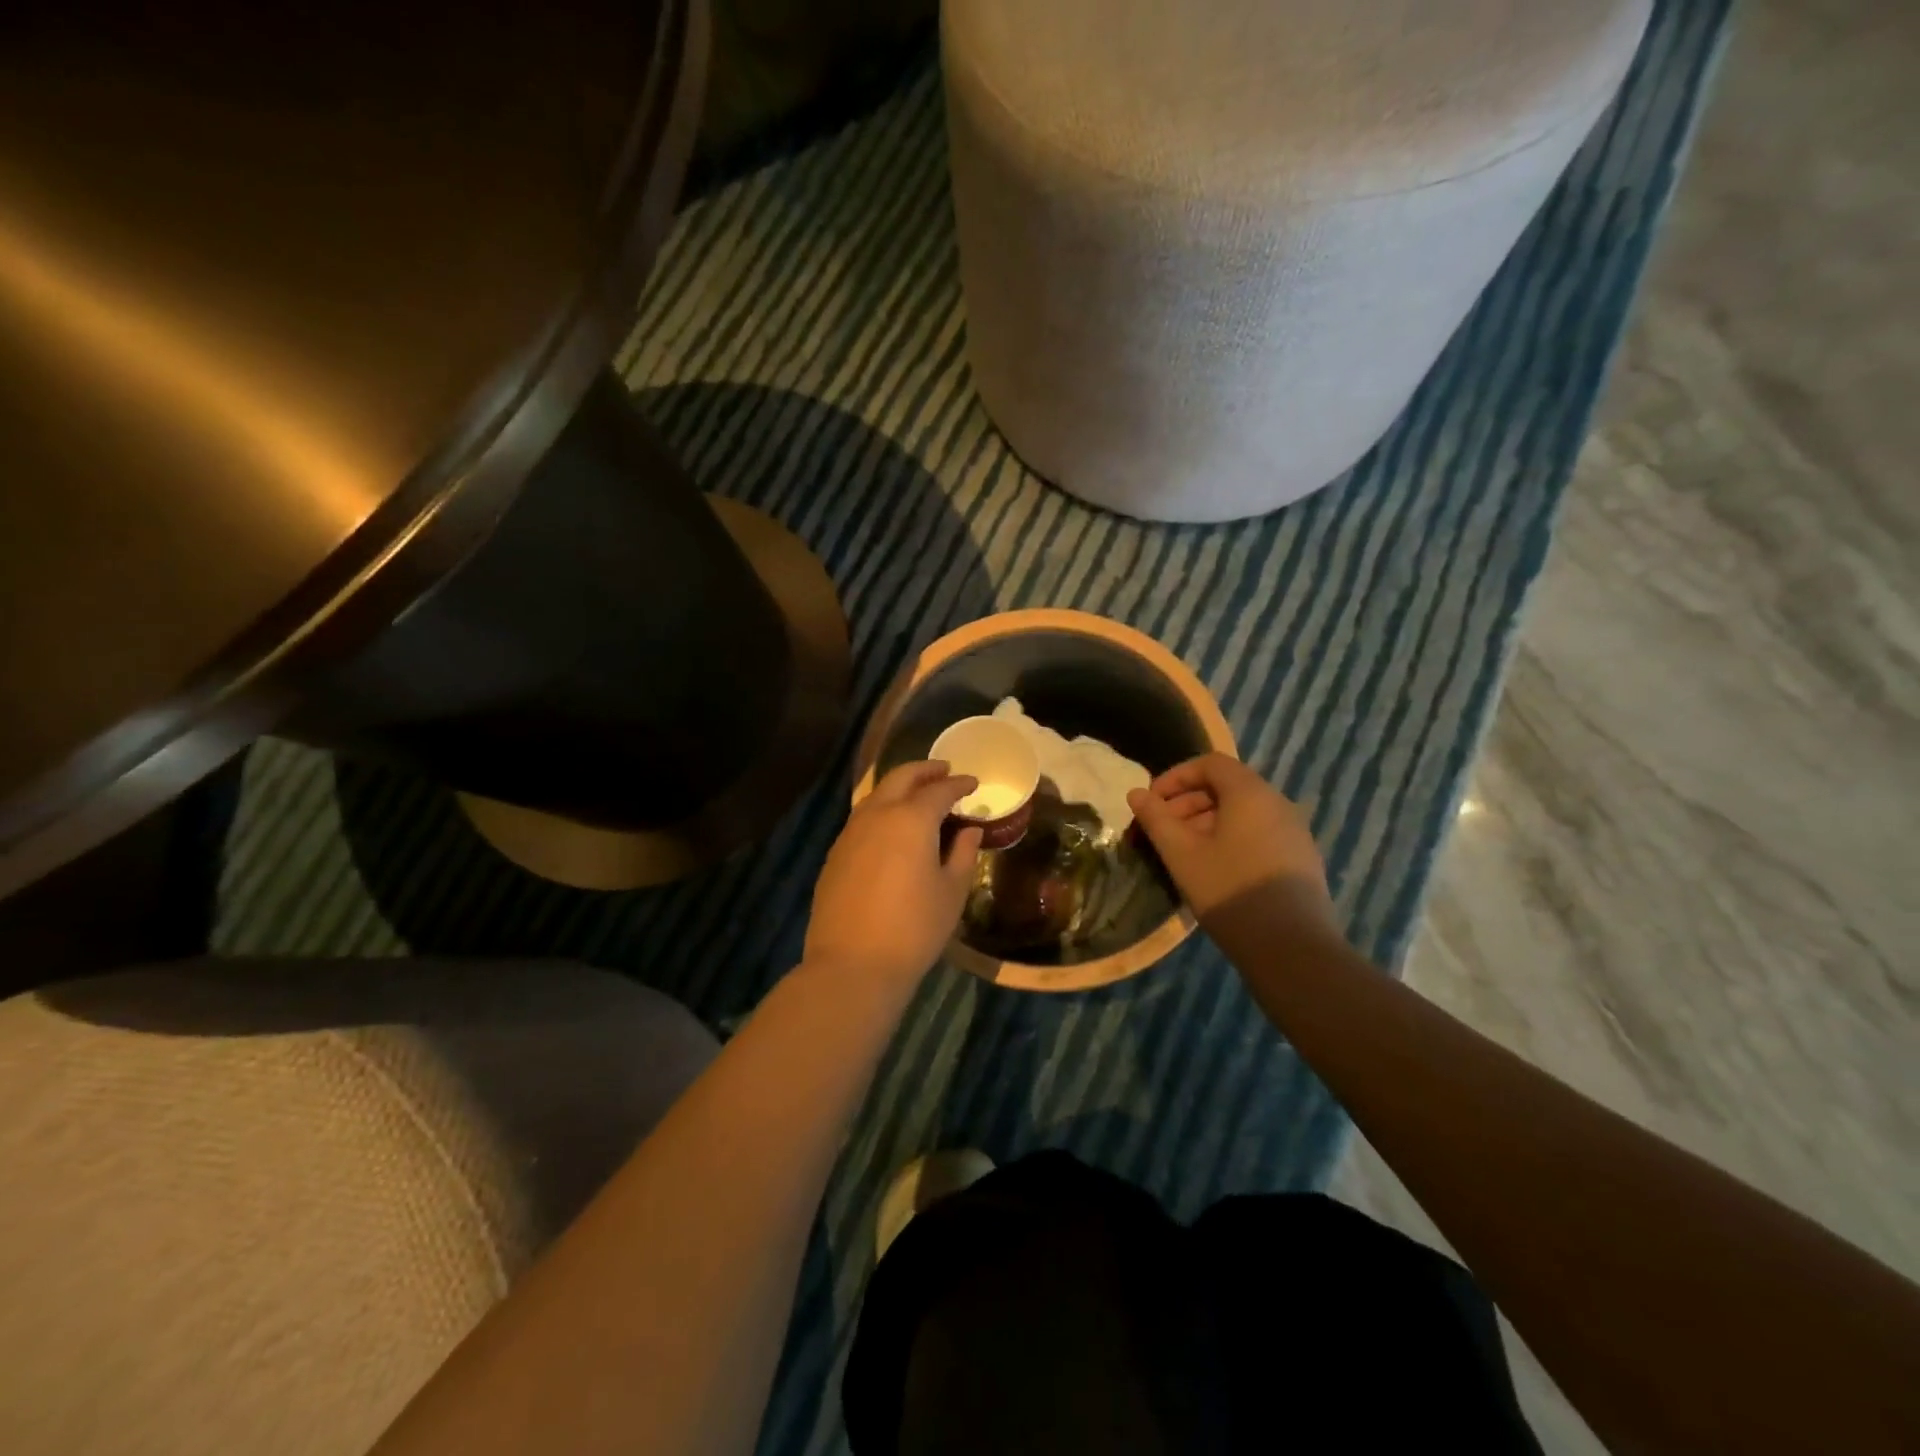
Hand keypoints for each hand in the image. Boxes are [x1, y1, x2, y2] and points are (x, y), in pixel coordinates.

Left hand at [804, 762, 983, 983]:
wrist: (852, 964)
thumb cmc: (914, 929)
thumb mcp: (951, 892)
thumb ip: (963, 854)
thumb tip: (970, 830)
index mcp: (911, 819)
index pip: (940, 790)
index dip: (959, 784)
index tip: (973, 782)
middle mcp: (877, 814)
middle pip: (901, 778)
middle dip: (925, 770)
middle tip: (944, 771)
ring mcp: (850, 832)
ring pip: (877, 795)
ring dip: (900, 788)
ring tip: (919, 796)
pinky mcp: (835, 853)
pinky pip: (862, 818)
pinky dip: (882, 810)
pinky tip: (892, 828)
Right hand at [1127, 754, 1333, 931]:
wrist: (1292, 948)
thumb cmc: (1229, 890)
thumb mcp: (1181, 854)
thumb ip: (1156, 819)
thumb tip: (1136, 793)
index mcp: (1250, 793)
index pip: (1210, 764)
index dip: (1175, 777)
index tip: (1152, 803)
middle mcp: (1278, 803)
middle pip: (1227, 787)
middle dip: (1188, 802)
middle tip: (1161, 831)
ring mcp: (1294, 832)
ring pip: (1243, 812)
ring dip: (1207, 823)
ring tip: (1183, 853)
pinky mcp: (1301, 859)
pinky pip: (1259, 833)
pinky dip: (1231, 838)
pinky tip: (1214, 871)